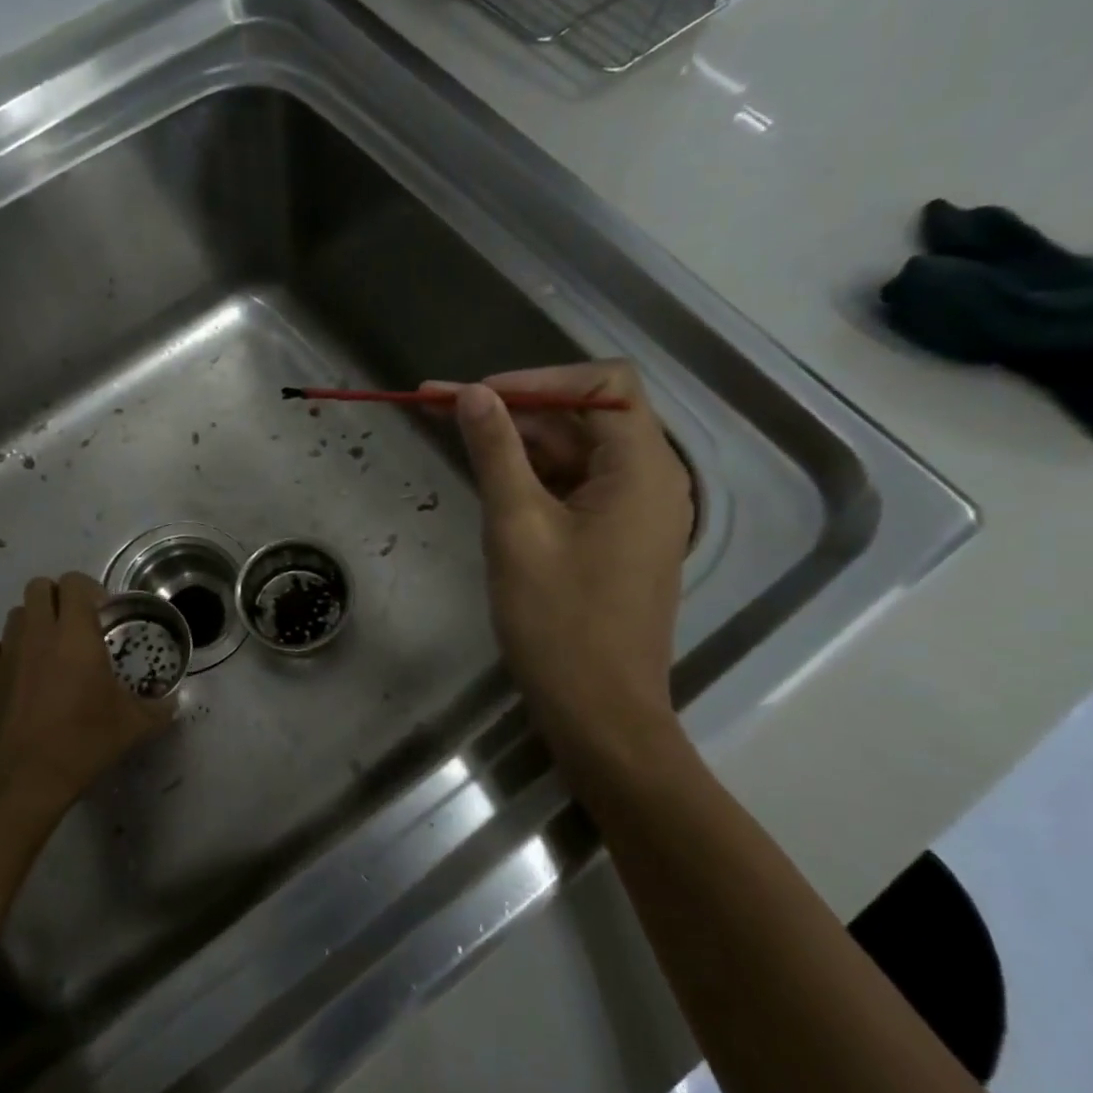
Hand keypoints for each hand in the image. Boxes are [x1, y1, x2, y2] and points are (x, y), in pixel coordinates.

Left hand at [0, 573, 173, 827]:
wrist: (23, 780)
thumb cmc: (83, 743)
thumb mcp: (134, 726)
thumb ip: (159, 708)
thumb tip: (173, 701)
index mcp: (75, 634)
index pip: (75, 583)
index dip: (89, 590)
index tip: (102, 615)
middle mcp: (37, 633)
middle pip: (39, 587)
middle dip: (58, 599)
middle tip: (74, 627)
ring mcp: (5, 653)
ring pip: (14, 615)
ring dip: (31, 623)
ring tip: (46, 651)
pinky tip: (12, 671)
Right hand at [441, 363, 693, 777]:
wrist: (600, 713)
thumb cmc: (559, 622)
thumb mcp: (518, 527)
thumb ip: (497, 453)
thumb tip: (473, 393)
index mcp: (641, 469)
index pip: (602, 385)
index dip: (538, 379)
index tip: (477, 396)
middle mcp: (650, 480)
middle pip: (584, 417)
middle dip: (514, 408)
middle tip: (441, 408)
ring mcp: (635, 513)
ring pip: (575, 454)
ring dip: (518, 442)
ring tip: (453, 436)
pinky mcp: (617, 540)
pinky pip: (576, 489)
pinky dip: (533, 477)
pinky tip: (489, 479)